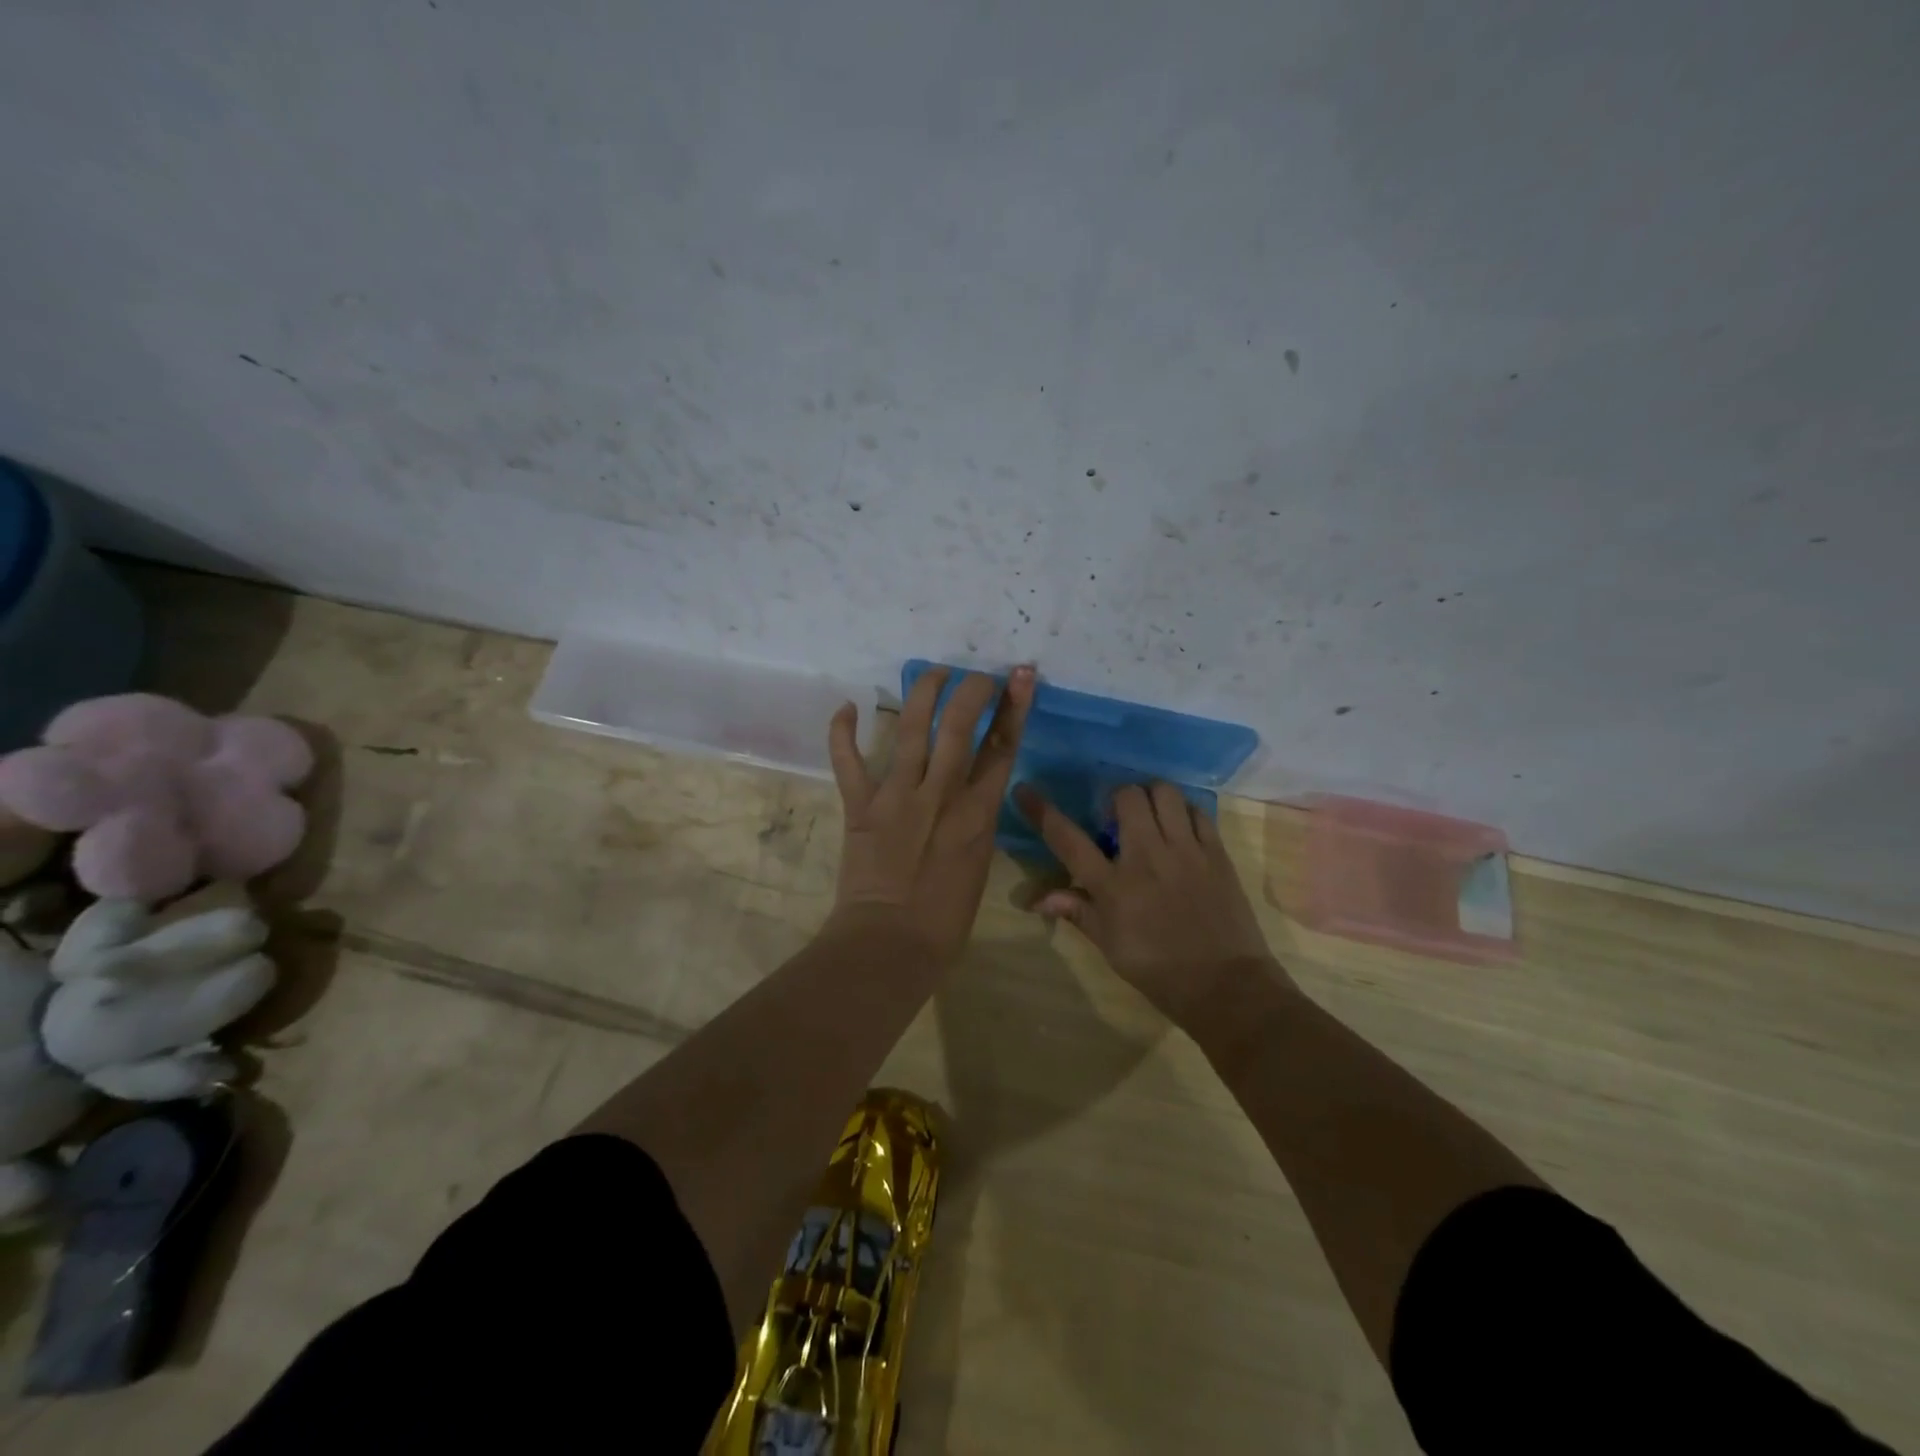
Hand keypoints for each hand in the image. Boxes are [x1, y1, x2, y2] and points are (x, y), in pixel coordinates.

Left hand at [826, 665, 1034, 963]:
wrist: (891, 943)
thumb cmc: (945, 919)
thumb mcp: (978, 864)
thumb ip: (975, 824)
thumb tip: (970, 798)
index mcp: (978, 813)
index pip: (1002, 747)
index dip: (1015, 707)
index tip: (1020, 676)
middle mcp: (942, 793)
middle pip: (960, 725)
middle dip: (973, 690)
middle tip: (976, 675)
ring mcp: (898, 795)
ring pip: (913, 729)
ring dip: (924, 693)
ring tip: (934, 672)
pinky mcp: (861, 806)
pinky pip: (848, 761)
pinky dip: (843, 732)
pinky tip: (847, 706)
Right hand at [1014, 781, 1286, 1023]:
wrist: (1225, 986)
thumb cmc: (1158, 970)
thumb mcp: (1110, 946)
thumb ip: (1077, 911)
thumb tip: (1037, 899)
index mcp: (1113, 886)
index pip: (1068, 839)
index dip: (1042, 811)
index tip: (1024, 790)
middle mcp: (1146, 858)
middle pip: (1126, 797)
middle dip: (1116, 799)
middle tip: (1118, 818)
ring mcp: (1185, 851)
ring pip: (1164, 793)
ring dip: (1151, 797)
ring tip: (1151, 816)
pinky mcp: (1216, 852)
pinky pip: (1197, 811)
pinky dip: (1183, 811)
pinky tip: (1180, 829)